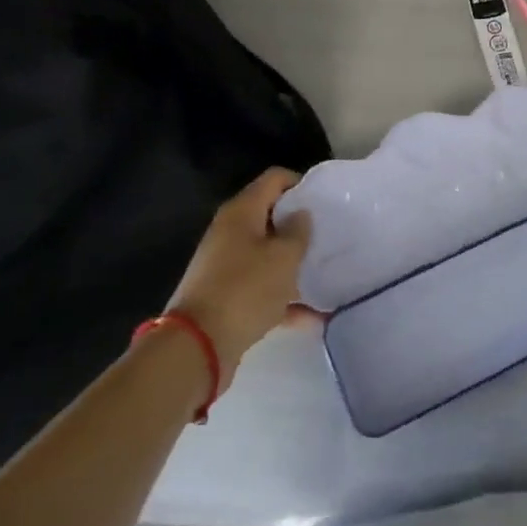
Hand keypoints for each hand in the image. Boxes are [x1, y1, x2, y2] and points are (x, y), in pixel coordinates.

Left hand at [167, 168, 311, 388]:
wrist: (197, 347)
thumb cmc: (245, 289)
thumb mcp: (283, 257)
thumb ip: (299, 231)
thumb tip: (301, 215)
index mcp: (241, 212)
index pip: (275, 179)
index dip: (302, 183)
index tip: (326, 201)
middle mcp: (231, 232)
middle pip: (271, 217)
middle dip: (300, 227)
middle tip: (329, 236)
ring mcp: (226, 265)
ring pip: (268, 255)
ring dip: (294, 265)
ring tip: (326, 274)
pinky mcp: (227, 296)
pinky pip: (262, 288)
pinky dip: (284, 298)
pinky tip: (313, 317)